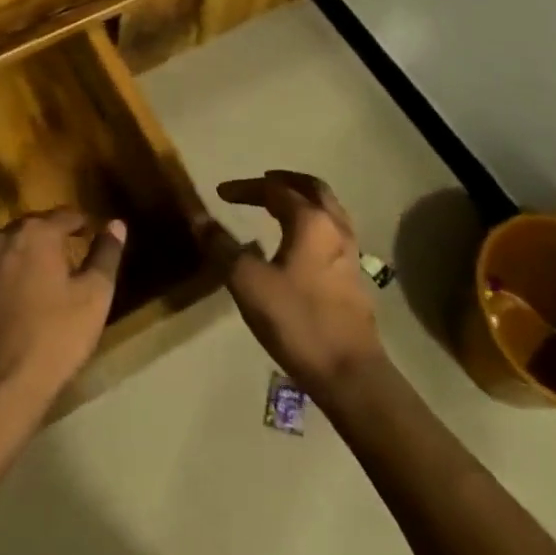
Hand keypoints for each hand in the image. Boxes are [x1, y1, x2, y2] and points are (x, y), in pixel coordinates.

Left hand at [0, 208, 126, 427]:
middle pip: (34, 228)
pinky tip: (10, 303)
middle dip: (52, 239)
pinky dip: (1, 279)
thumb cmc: (54, 339)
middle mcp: (3, 236)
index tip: (93, 238)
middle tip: (69, 262)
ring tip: (40, 283)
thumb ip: (106, 254)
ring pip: (8, 249)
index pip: (66, 215)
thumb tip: (116, 224)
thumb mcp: (95, 297)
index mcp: (37, 232)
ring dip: (24, 258)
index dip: (83, 225)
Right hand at [210, 171, 385, 399]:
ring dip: (304, 199)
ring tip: (282, 206)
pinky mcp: (355, 275)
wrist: (351, 374)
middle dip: (285, 180)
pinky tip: (301, 243)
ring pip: (328, 208)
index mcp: (310, 220)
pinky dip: (315, 221)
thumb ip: (223, 248)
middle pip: (312, 188)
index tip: (221, 193)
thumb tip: (200, 219)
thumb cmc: (298, 321)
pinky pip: (334, 230)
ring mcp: (350, 251)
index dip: (245, 188)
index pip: (274, 189)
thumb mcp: (249, 283)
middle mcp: (334, 226)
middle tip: (263, 181)